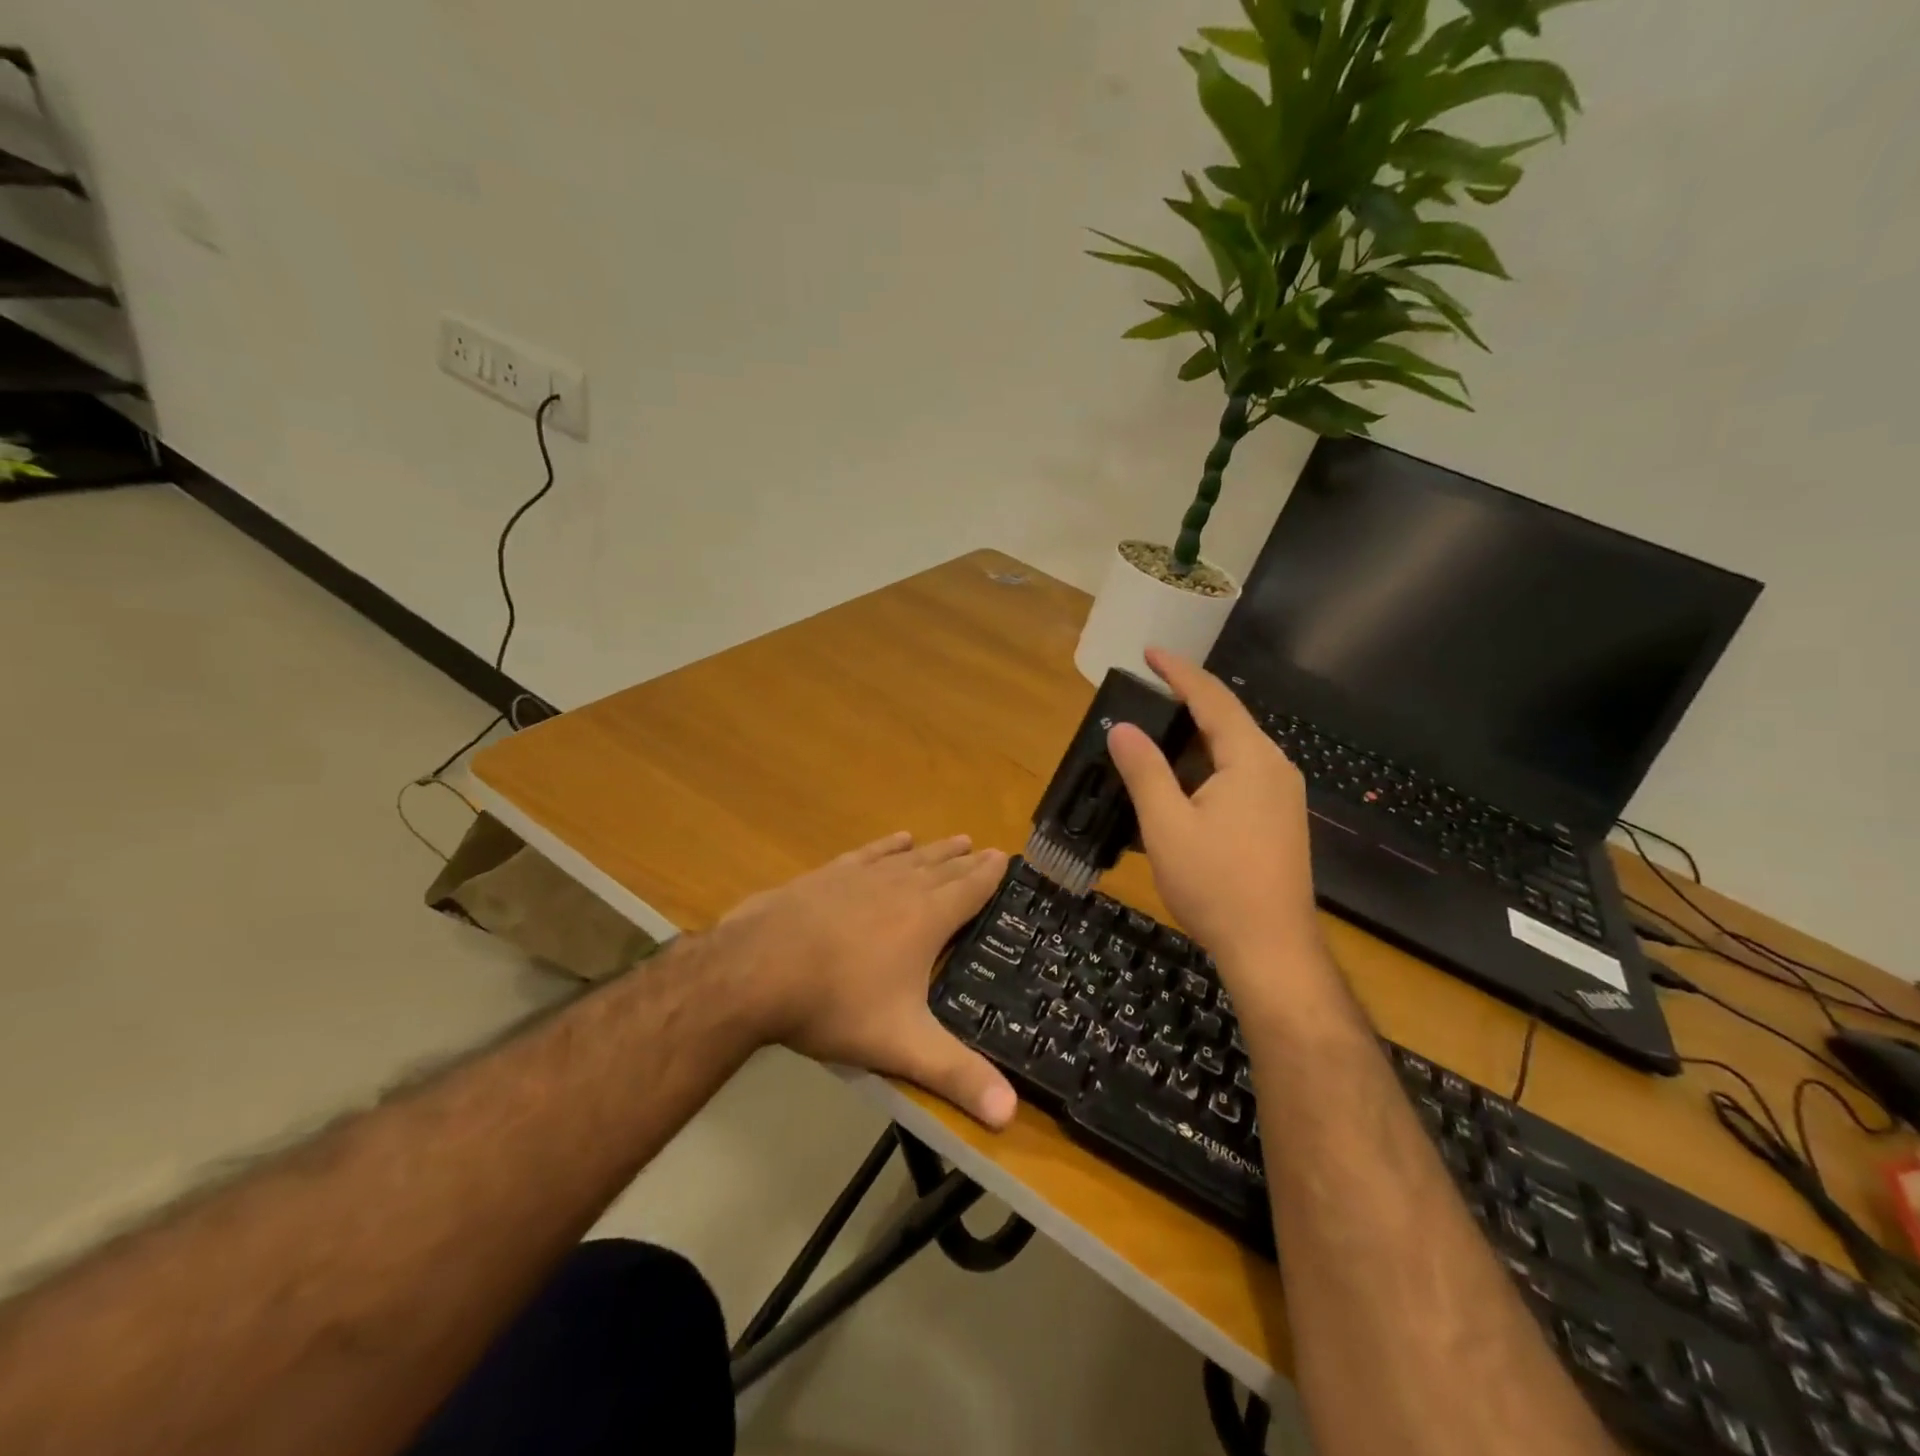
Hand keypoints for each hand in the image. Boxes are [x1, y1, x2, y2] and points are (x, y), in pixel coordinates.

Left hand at [713, 833, 1018, 1128]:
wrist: (757, 970)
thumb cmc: (836, 1003)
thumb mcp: (902, 1045)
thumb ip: (956, 1076)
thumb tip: (1009, 1114)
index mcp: (926, 919)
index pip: (969, 891)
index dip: (990, 875)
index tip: (1005, 858)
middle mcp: (900, 887)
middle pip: (943, 868)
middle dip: (967, 861)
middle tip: (986, 849)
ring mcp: (861, 877)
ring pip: (910, 858)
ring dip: (935, 850)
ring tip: (955, 840)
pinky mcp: (828, 875)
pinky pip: (869, 853)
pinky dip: (888, 845)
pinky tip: (897, 840)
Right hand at [1106, 649, 1328, 1011]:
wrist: (1271, 949)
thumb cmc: (1216, 884)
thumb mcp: (1167, 825)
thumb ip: (1144, 771)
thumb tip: (1122, 728)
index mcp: (1250, 759)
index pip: (1212, 699)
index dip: (1179, 672)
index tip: (1149, 652)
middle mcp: (1274, 768)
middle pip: (1229, 719)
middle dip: (1188, 700)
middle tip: (1148, 689)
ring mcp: (1282, 796)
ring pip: (1235, 749)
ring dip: (1198, 735)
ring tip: (1159, 730)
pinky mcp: (1279, 820)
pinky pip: (1241, 773)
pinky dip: (1209, 763)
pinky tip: (1185, 780)